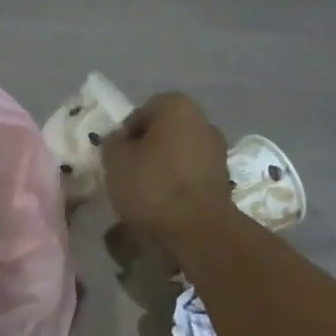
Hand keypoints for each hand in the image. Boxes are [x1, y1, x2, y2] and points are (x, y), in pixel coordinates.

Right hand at [102, 93, 233, 253]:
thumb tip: (119, 141)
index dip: (125, 133)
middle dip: (145, 149)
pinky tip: (163, 204)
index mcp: (177, 107)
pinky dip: (177, 184)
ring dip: (162, 167)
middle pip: (164, 132)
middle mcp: (203, 121)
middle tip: (127, 173)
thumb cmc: (152, 186)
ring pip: (178, 154)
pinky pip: (190, 175)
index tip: (115, 157)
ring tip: (143, 193)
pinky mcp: (223, 178)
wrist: (196, 228)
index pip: (143, 111)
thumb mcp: (115, 162)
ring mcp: (217, 150)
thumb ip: (112, 143)